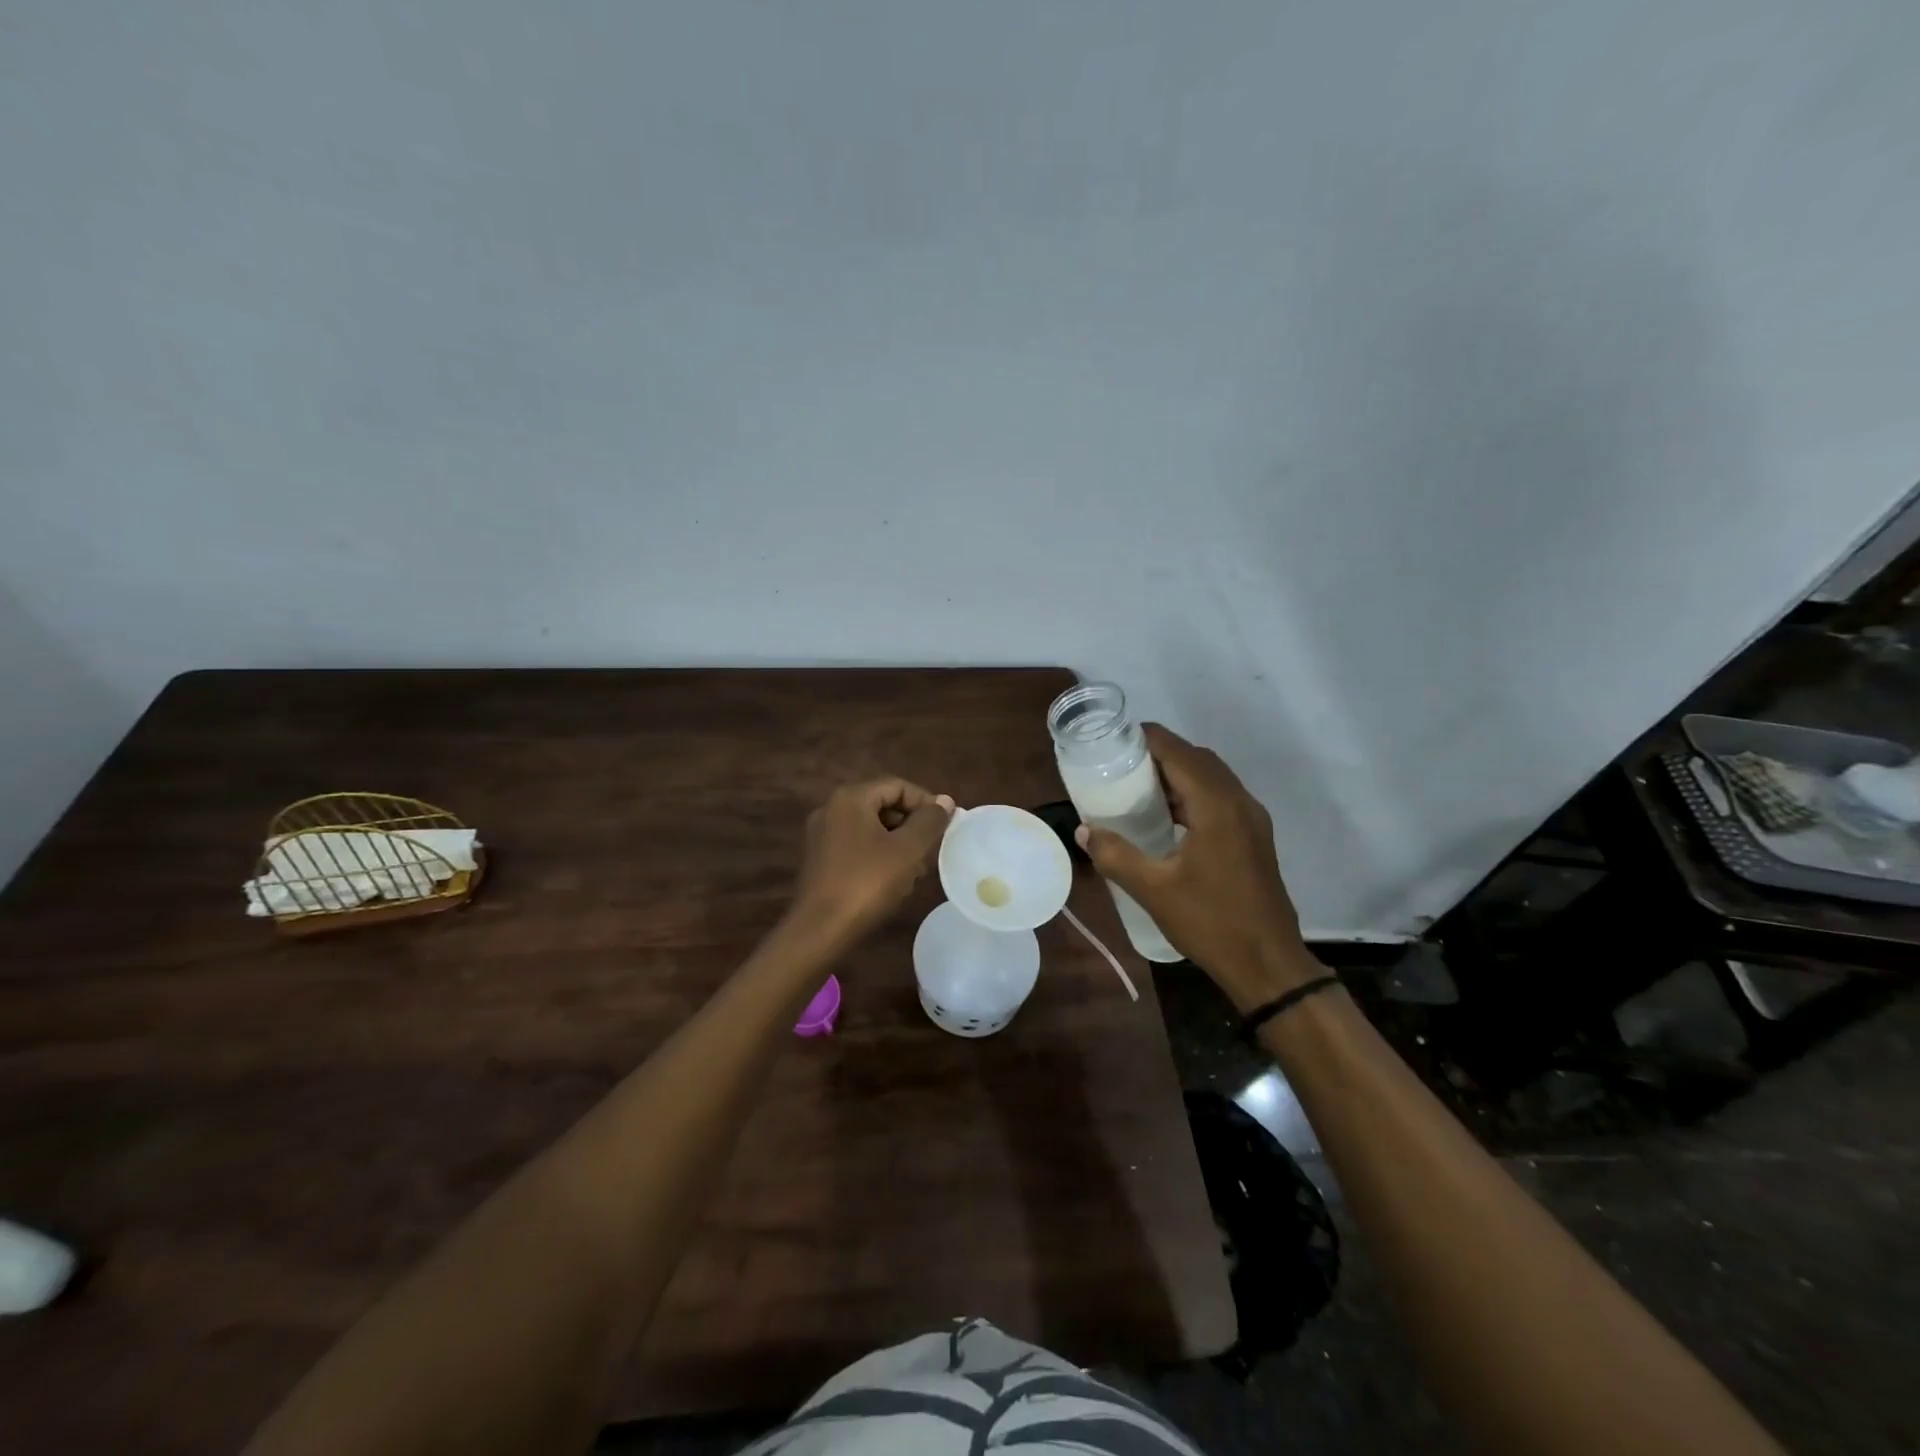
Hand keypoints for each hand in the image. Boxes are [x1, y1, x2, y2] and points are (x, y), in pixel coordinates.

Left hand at [790, 778, 953, 949]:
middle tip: (932, 849)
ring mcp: (822, 835)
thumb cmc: (867, 883)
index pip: (897, 785)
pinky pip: (857, 845)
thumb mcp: (908, 850)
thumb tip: (945, 800)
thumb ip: (929, 821)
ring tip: (916, 870)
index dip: (925, 802)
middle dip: (912, 824)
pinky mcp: (820, 860)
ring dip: (898, 842)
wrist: (820, 930)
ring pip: (871, 827)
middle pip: (882, 804)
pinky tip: (893, 881)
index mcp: (850, 798)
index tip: (945, 825)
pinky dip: (879, 855)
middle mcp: (831, 809)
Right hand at [1075, 724, 1314, 1009]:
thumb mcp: (1153, 890)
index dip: (1147, 739)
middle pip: (1197, 758)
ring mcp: (1252, 820)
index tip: (1113, 740)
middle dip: (1160, 753)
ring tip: (1137, 785)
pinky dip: (1192, 793)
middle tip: (1120, 763)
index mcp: (1216, 806)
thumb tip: (1084, 830)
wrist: (1268, 963)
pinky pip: (1220, 797)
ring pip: (1212, 777)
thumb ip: (1115, 855)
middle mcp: (1239, 803)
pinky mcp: (1254, 837)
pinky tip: (1167, 816)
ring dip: (1178, 773)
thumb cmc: (1211, 922)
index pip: (1179, 752)